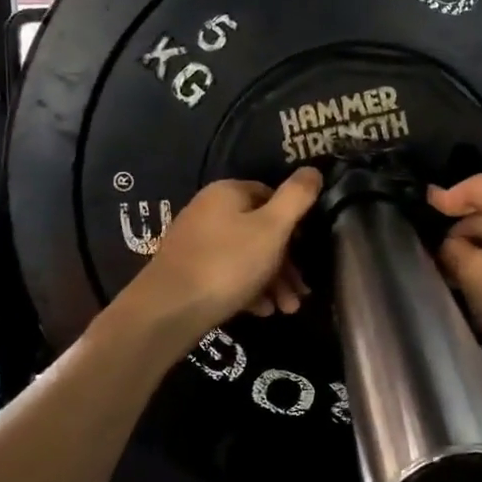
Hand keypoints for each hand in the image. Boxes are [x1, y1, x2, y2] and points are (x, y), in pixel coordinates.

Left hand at [115, 168, 323, 342]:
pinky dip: (248, 289)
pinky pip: (227, 274)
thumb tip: (313, 170)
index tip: (309, 251)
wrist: (168, 310)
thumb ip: (296, 198)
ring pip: (246, 256)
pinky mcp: (188, 271)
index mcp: (228, 192)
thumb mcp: (272, 228)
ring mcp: (196, 241)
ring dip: (272, 281)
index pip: (271, 196)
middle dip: (286, 263)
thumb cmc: (227, 264)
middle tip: (301, 292)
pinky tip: (261, 311)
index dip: (294, 223)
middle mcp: (208, 210)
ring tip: (287, 309)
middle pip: (260, 231)